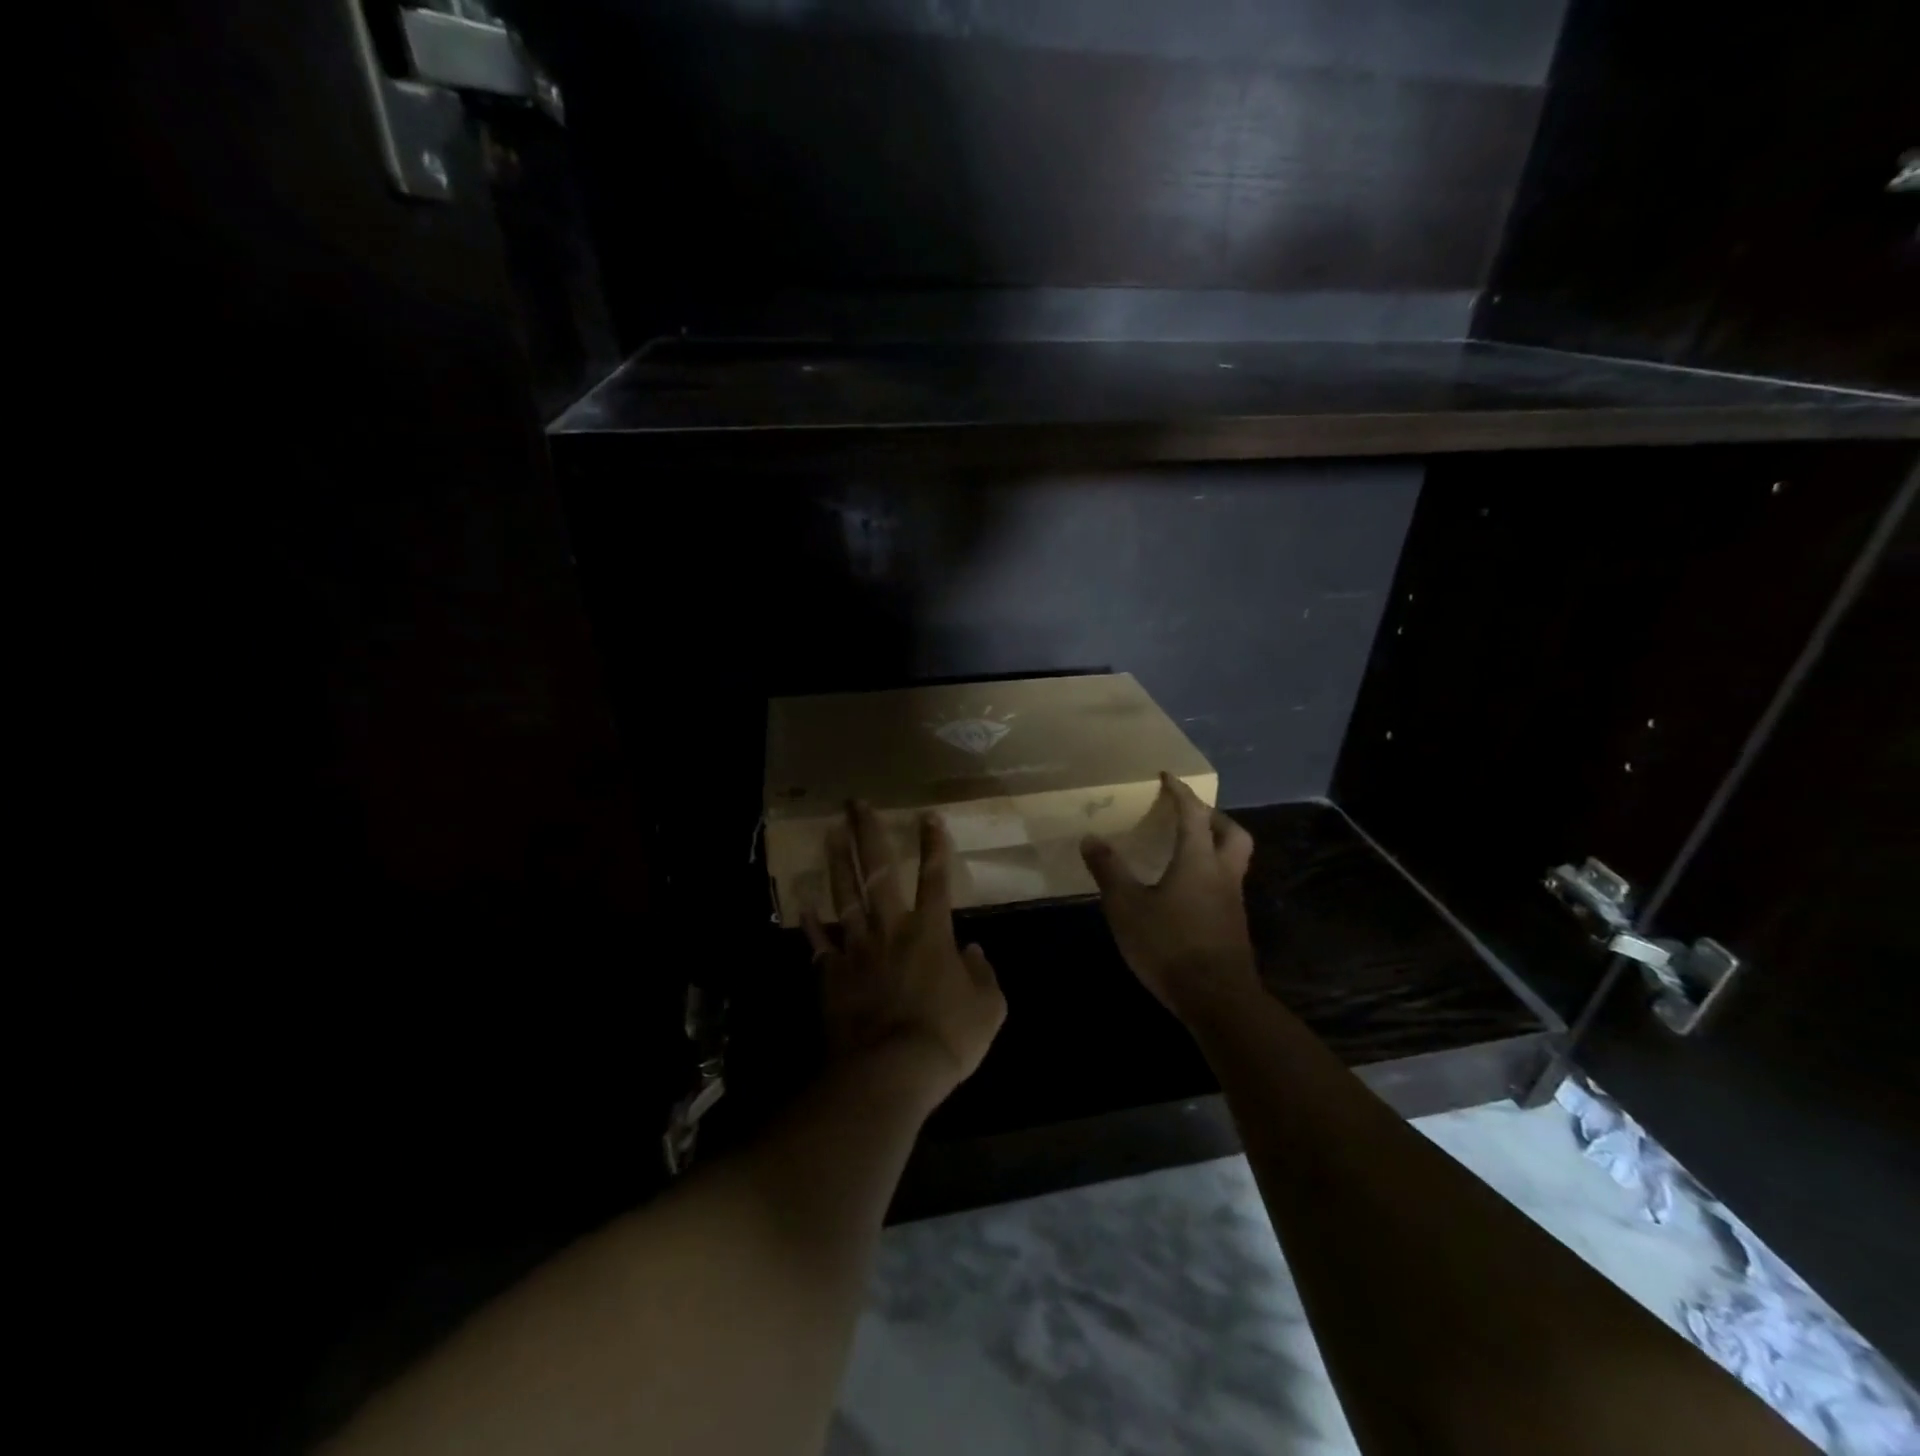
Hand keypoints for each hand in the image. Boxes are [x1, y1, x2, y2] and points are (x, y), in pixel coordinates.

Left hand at [803, 802, 1005, 1107]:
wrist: (891, 1071)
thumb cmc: (948, 1037)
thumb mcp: (989, 1008)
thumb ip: (984, 974)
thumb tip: (973, 951)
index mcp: (931, 931)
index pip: (936, 877)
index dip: (934, 845)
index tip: (928, 816)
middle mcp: (891, 928)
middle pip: (878, 871)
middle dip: (868, 833)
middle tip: (856, 803)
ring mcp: (856, 949)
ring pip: (845, 895)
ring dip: (837, 861)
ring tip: (830, 831)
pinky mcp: (831, 974)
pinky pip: (818, 944)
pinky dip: (810, 925)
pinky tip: (802, 905)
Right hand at [1080, 773, 1259, 1021]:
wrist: (1217, 999)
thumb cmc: (1169, 944)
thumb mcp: (1126, 906)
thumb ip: (1109, 870)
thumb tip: (1090, 838)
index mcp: (1198, 860)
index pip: (1193, 814)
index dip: (1180, 792)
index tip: (1167, 777)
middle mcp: (1222, 874)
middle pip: (1232, 833)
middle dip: (1213, 817)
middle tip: (1189, 815)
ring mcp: (1233, 902)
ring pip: (1233, 860)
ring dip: (1215, 846)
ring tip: (1185, 850)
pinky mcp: (1233, 926)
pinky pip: (1226, 886)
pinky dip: (1210, 875)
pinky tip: (1187, 891)